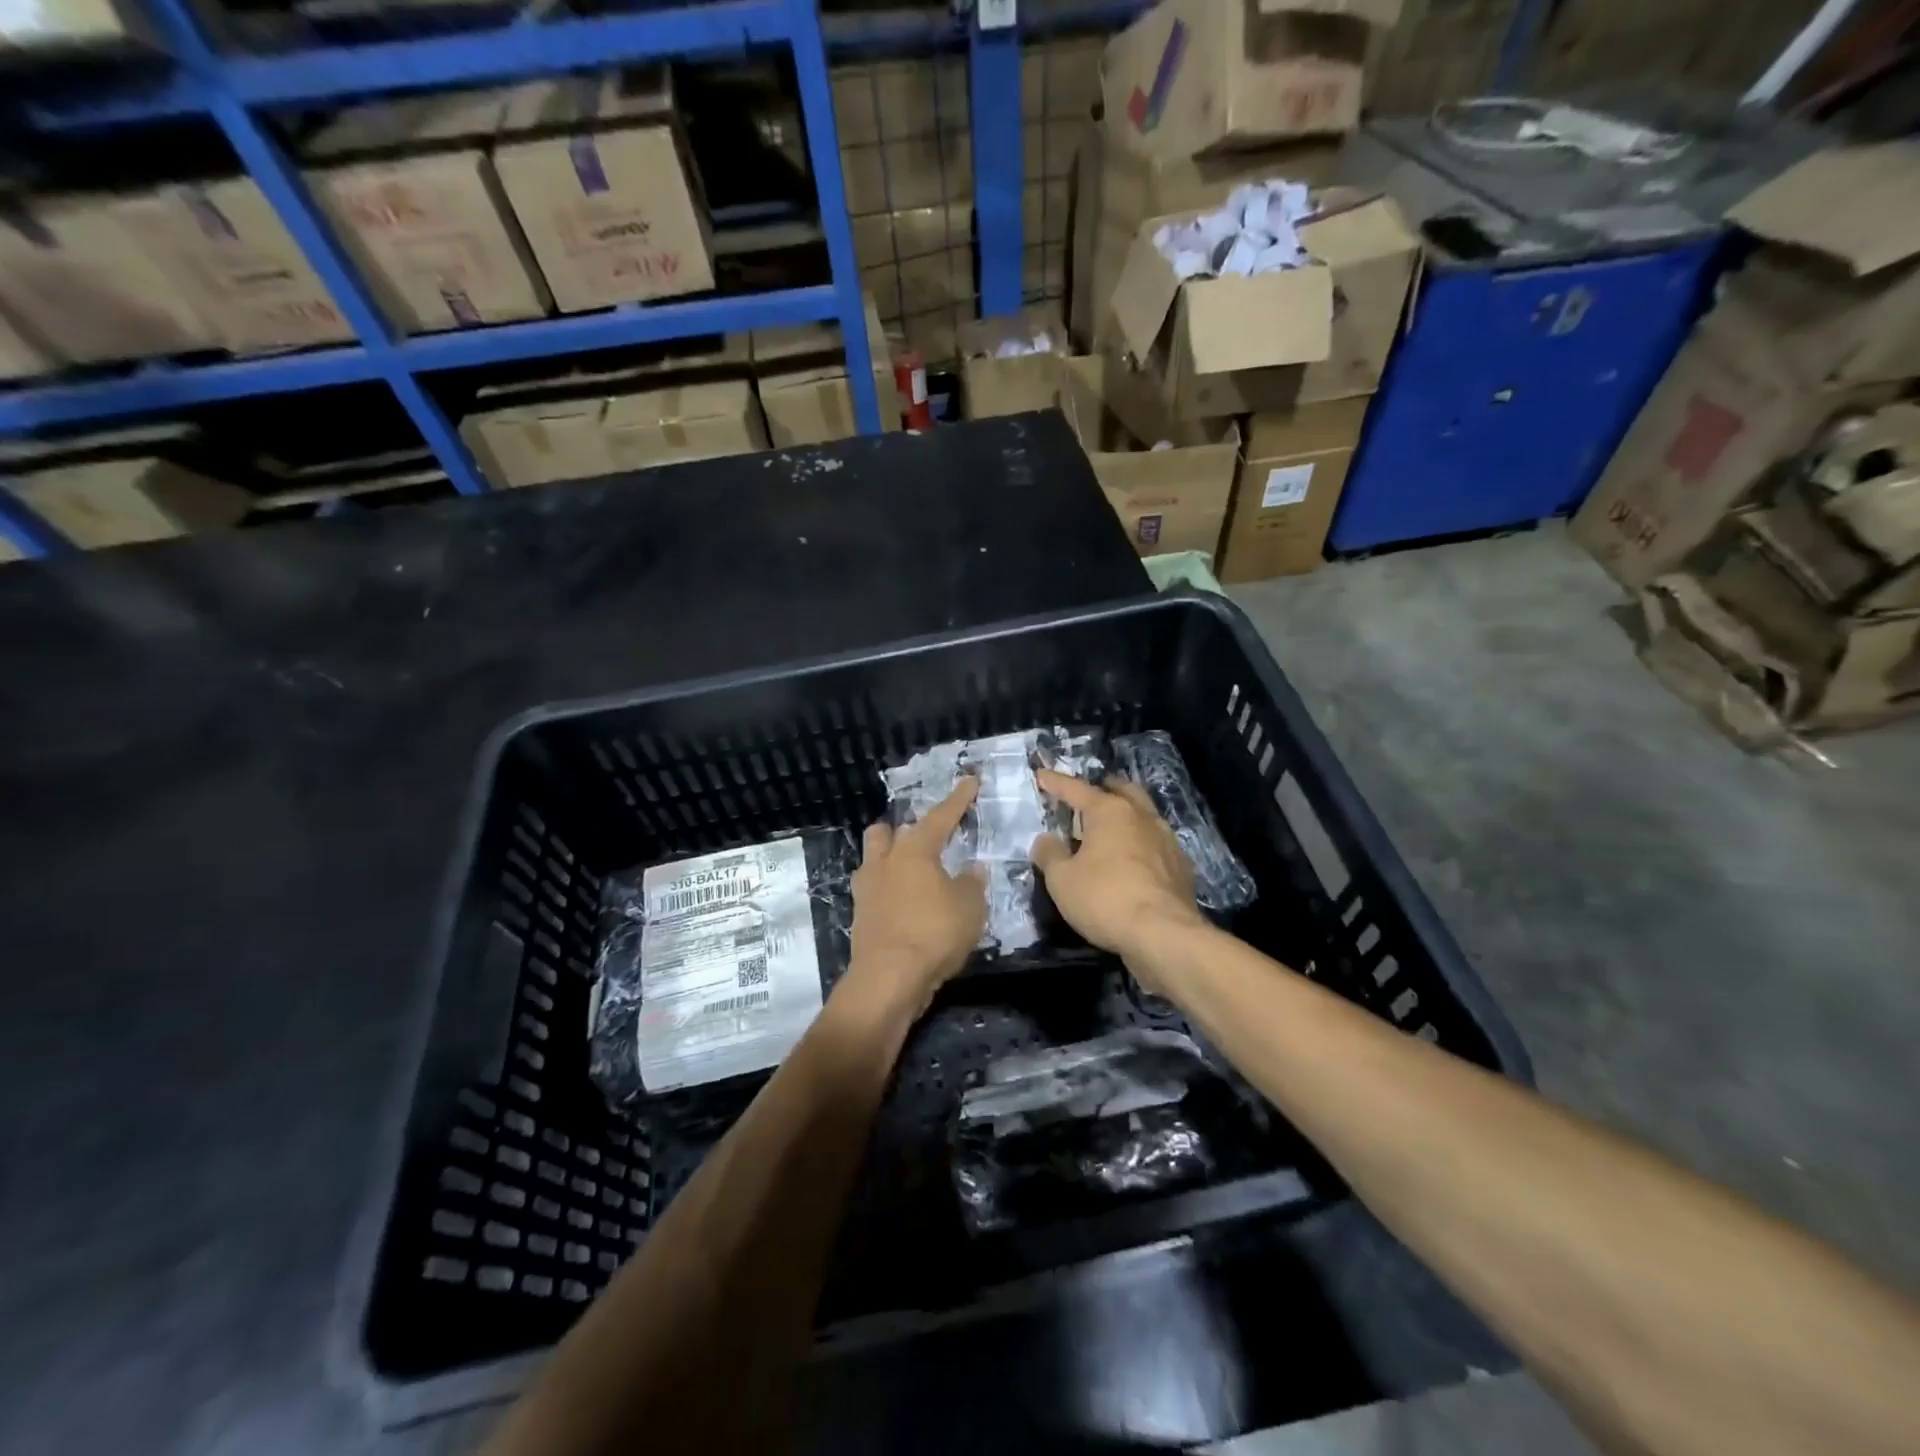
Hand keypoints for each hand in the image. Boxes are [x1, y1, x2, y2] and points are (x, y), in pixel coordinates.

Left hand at [844, 777, 985, 1017]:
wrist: (888, 979)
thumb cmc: (934, 933)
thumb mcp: (970, 907)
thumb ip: (972, 883)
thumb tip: (972, 869)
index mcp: (914, 850)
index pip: (940, 816)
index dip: (958, 799)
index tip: (969, 780)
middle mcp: (885, 862)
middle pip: (887, 832)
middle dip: (904, 830)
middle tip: (927, 840)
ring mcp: (867, 890)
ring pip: (874, 860)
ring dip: (890, 859)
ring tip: (914, 872)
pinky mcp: (860, 917)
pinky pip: (874, 891)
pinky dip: (889, 891)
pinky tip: (906, 904)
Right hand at [1031, 769, 1202, 980]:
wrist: (1164, 934)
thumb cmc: (1105, 898)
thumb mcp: (1062, 879)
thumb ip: (1050, 854)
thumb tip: (1045, 839)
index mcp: (1110, 811)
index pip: (1076, 789)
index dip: (1055, 783)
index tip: (1041, 775)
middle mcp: (1141, 816)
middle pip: (1121, 791)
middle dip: (1103, 789)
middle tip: (1087, 798)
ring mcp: (1166, 840)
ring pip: (1144, 815)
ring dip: (1126, 816)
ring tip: (1110, 830)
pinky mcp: (1181, 866)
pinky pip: (1156, 844)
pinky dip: (1140, 844)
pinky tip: (1133, 861)